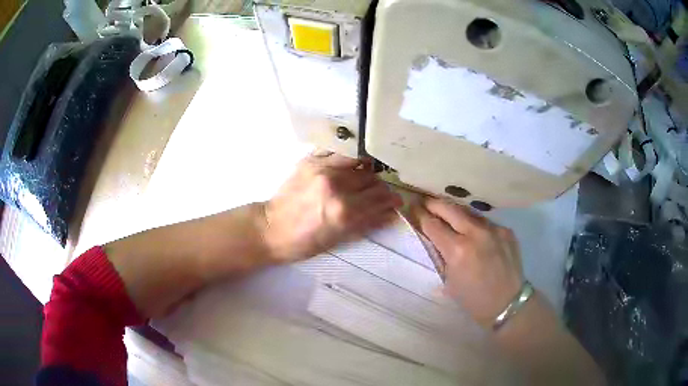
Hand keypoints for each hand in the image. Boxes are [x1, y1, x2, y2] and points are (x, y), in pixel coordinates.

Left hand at [262, 152, 402, 262]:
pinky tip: (347, 166)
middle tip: (377, 193)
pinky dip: (347, 157)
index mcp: (344, 210)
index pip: (380, 197)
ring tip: (363, 177)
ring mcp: (322, 168)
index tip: (395, 200)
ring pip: (358, 160)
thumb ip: (367, 224)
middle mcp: (336, 185)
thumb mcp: (339, 239)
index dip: (392, 199)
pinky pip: (337, 151)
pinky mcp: (310, 160)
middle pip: (371, 178)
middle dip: (379, 186)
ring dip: (365, 169)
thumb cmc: (305, 242)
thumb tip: (392, 214)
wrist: (272, 228)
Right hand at [411, 198, 523, 325]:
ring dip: (456, 212)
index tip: (414, 208)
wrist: (507, 303)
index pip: (433, 225)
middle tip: (426, 201)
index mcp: (457, 250)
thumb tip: (433, 238)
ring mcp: (494, 229)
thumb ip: (441, 256)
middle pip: (450, 209)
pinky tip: (473, 231)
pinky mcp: (506, 230)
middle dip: (435, 204)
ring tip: (448, 213)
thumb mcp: (449, 281)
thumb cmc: (473, 299)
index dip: (421, 215)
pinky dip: (475, 225)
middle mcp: (476, 234)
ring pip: (469, 212)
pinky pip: (486, 222)